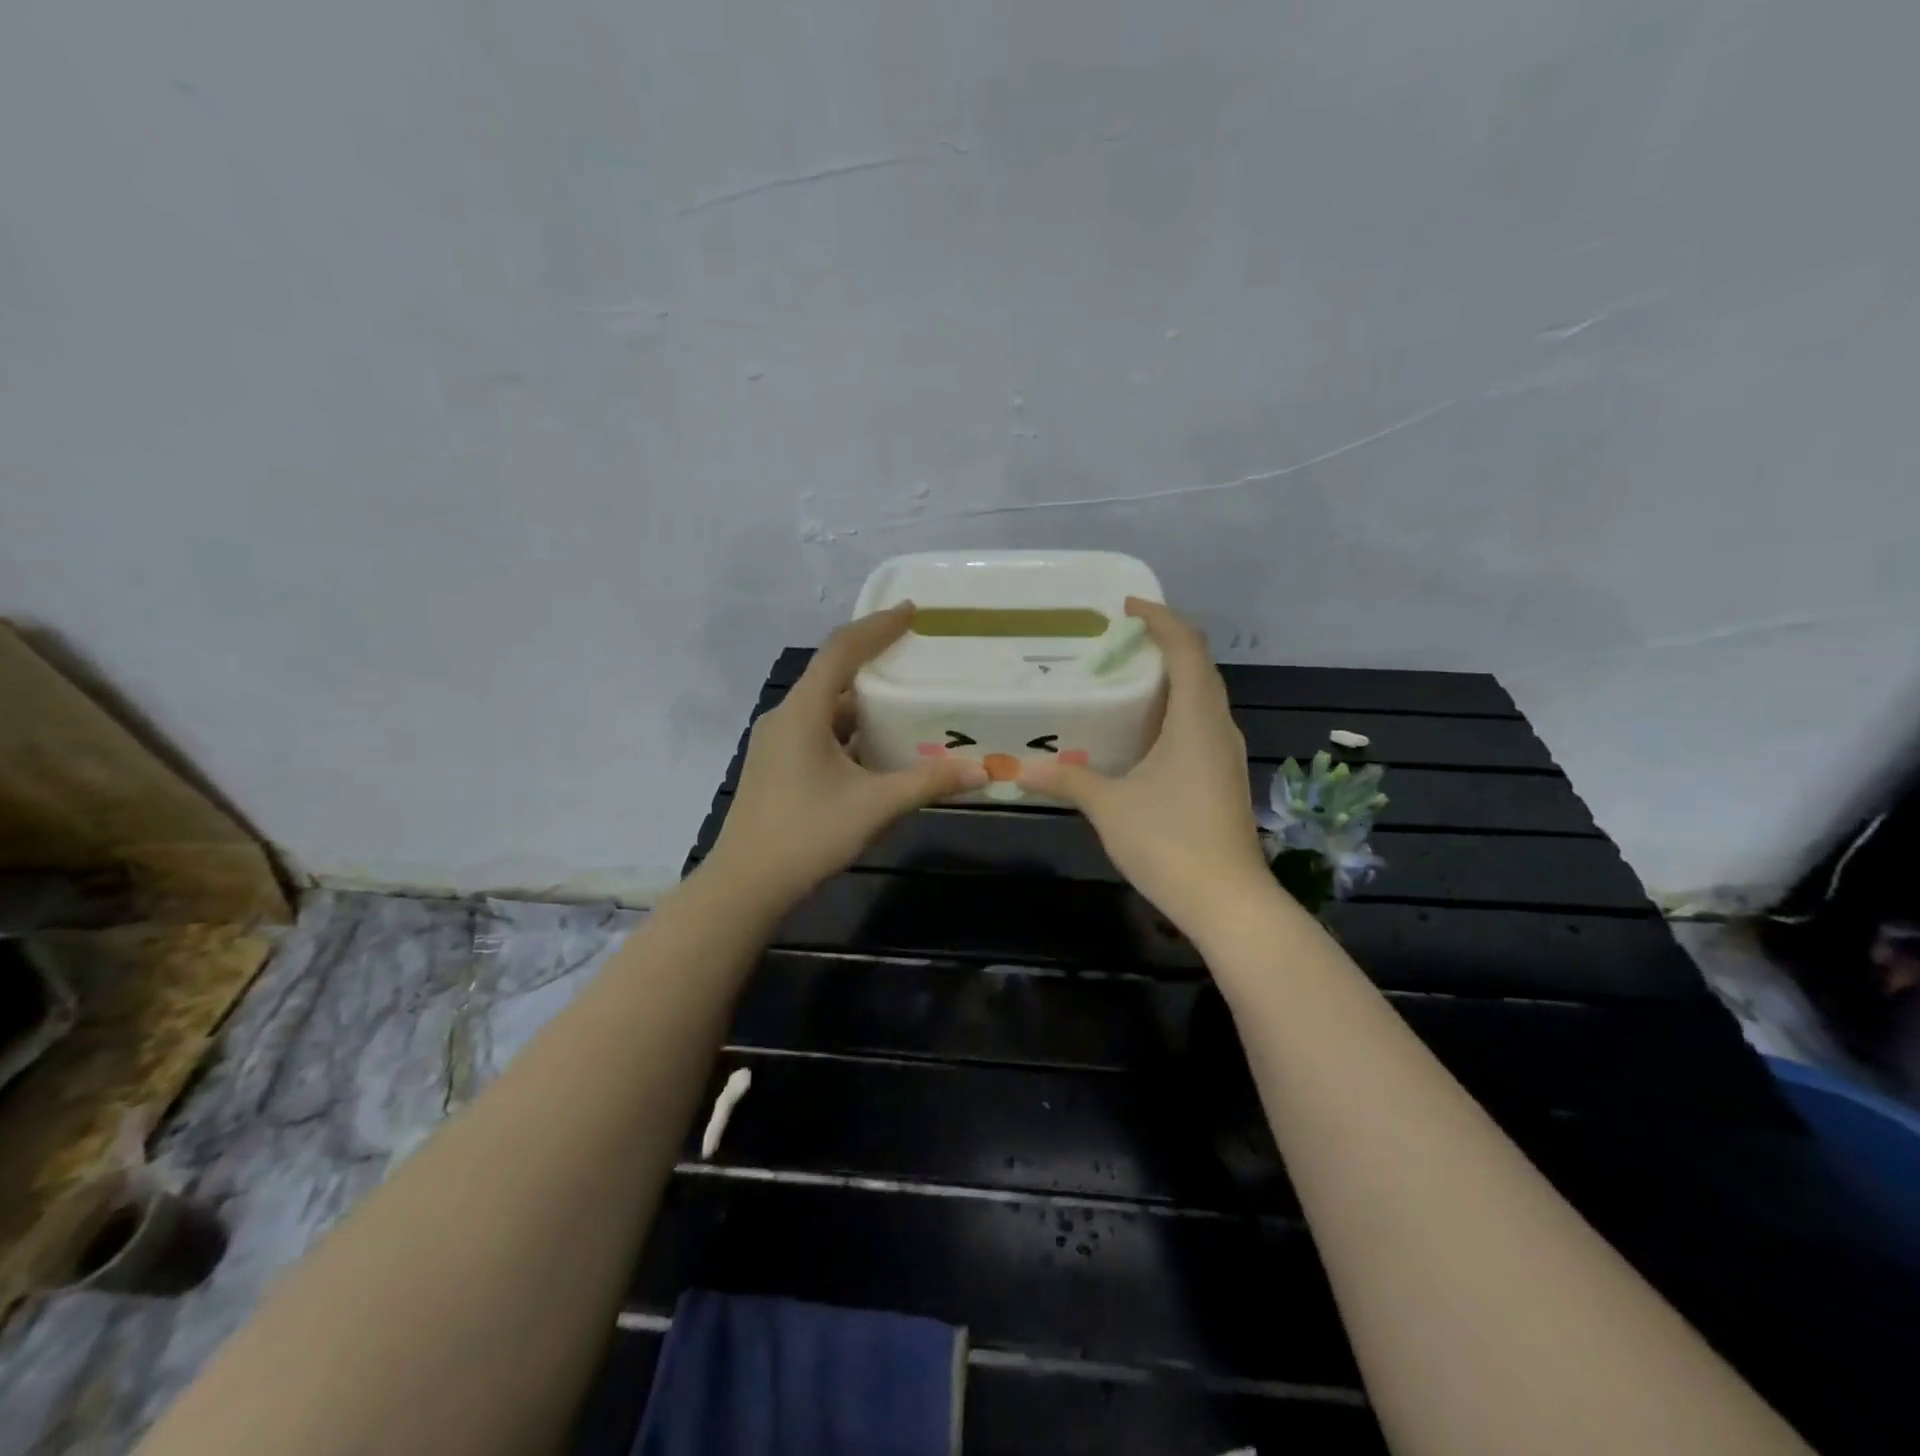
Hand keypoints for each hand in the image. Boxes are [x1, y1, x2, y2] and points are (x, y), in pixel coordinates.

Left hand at [705, 603, 986, 907]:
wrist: (745, 886)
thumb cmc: (807, 835)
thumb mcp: (875, 806)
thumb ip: (929, 784)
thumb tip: (983, 771)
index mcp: (803, 712)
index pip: (841, 651)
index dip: (877, 626)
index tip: (911, 611)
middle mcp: (786, 717)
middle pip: (832, 673)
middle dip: (873, 659)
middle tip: (914, 651)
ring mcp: (776, 743)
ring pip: (825, 707)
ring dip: (862, 700)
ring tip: (904, 698)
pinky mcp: (776, 766)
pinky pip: (817, 731)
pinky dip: (849, 729)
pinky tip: (877, 746)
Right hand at [1018, 599, 1275, 936]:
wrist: (1228, 902)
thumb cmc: (1170, 842)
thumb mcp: (1109, 807)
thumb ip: (1066, 780)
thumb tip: (1019, 770)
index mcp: (1196, 718)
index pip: (1187, 647)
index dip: (1161, 618)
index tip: (1126, 607)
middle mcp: (1218, 726)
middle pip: (1199, 666)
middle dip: (1163, 644)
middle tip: (1117, 641)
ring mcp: (1226, 754)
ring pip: (1203, 697)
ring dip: (1171, 678)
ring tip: (1126, 677)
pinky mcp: (1224, 778)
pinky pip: (1200, 725)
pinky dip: (1175, 711)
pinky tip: (1142, 732)